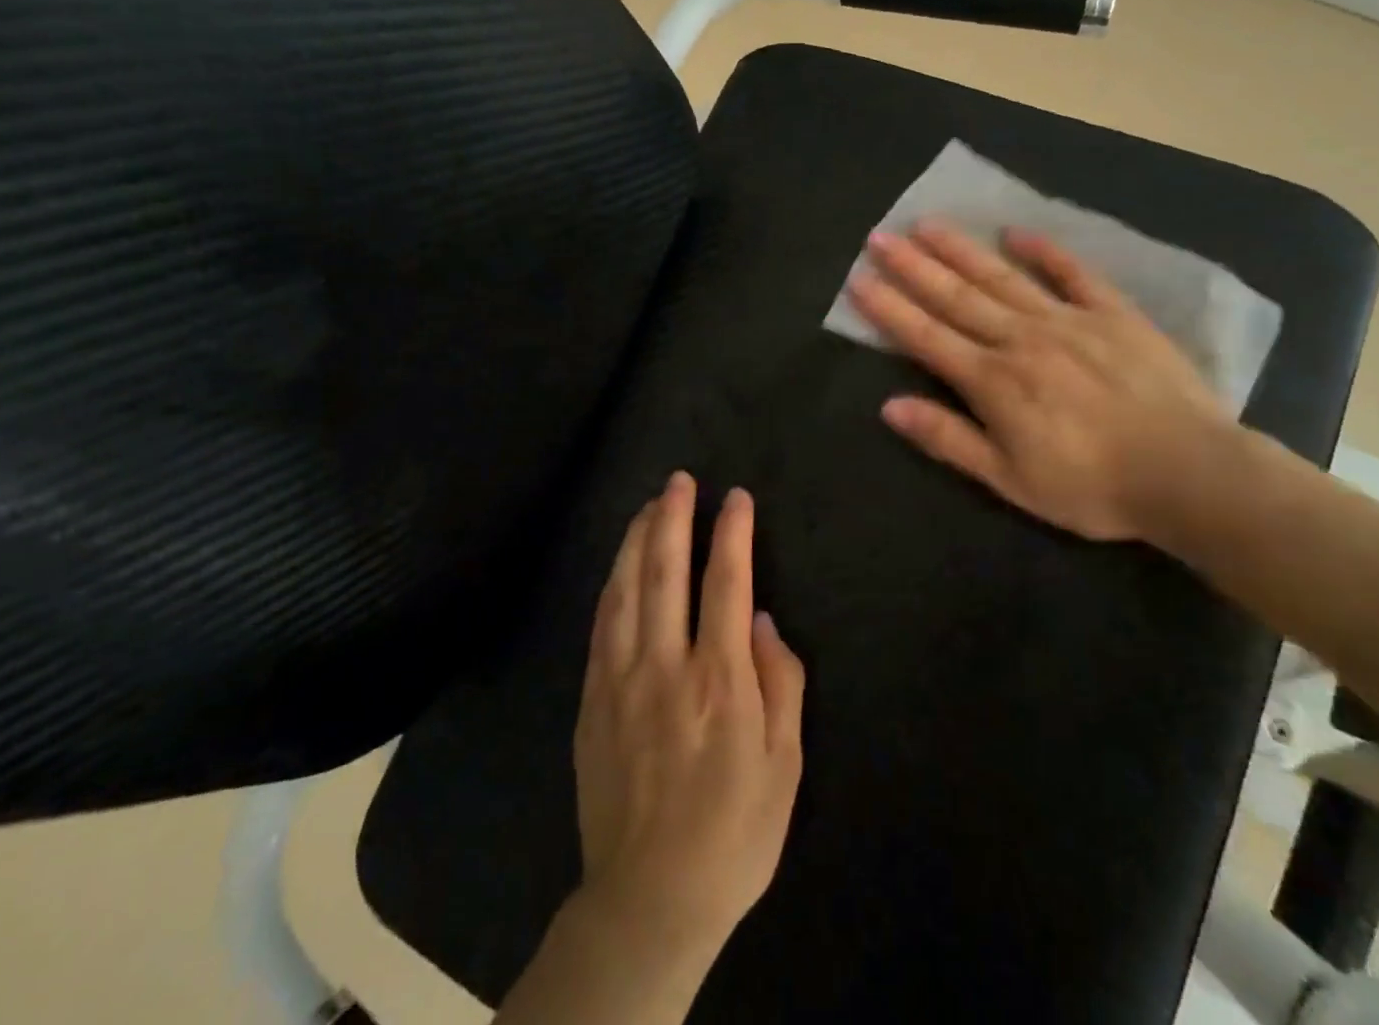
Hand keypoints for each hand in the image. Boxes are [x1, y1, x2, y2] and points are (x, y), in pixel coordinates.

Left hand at [573, 473, 804, 965]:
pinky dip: (613, 583)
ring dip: (639, 539)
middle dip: (674, 518)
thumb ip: (782, 686)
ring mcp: (621, 680)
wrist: (649, 899)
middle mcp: (666, 667)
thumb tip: (765, 622)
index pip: (726, 585)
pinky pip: (601, 624)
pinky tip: (620, 564)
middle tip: (680, 479)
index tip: (736, 498)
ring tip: (651, 504)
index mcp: (720, 681)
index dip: (732, 534)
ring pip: (627, 589)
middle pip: (667, 573)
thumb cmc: (734, 832)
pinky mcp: (593, 699)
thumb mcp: (786, 767)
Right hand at [848, 220, 1233, 541]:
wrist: (1189, 473)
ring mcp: (1068, 320)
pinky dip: (1045, 252)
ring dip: (962, 250)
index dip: (889, 309)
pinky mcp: (1113, 314)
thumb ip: (949, 439)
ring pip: (1002, 277)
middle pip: (957, 297)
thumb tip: (890, 407)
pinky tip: (1018, 232)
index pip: (926, 337)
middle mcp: (1021, 339)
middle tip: (880, 236)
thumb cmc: (1091, 486)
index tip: (859, 280)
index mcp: (993, 381)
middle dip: (913, 266)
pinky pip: (1074, 274)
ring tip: (928, 223)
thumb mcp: (1010, 479)